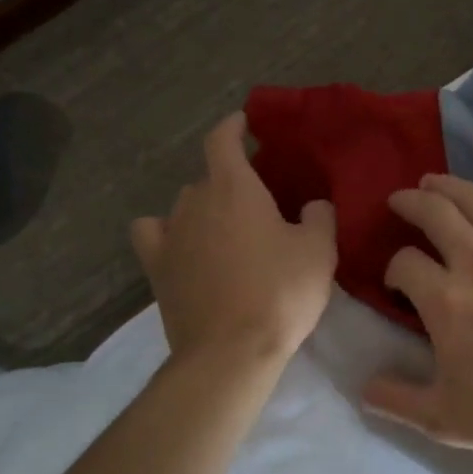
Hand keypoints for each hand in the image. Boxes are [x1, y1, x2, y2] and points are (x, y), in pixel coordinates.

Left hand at [131, 113, 337, 365]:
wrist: (231, 351)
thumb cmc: (280, 292)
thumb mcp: (319, 250)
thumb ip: (320, 216)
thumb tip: (312, 204)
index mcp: (234, 187)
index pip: (222, 139)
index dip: (233, 126)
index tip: (245, 122)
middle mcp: (194, 201)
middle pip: (209, 177)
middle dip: (231, 181)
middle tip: (258, 201)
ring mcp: (170, 234)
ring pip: (185, 205)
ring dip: (204, 208)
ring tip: (226, 229)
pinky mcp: (156, 268)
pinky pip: (153, 234)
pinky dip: (166, 232)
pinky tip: (182, 245)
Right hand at [360, 148, 472, 466]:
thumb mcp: (446, 421)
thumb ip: (397, 400)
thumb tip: (362, 387)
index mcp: (445, 302)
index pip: (404, 264)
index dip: (394, 268)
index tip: (398, 281)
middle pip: (434, 215)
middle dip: (410, 204)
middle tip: (399, 201)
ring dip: (448, 184)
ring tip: (432, 180)